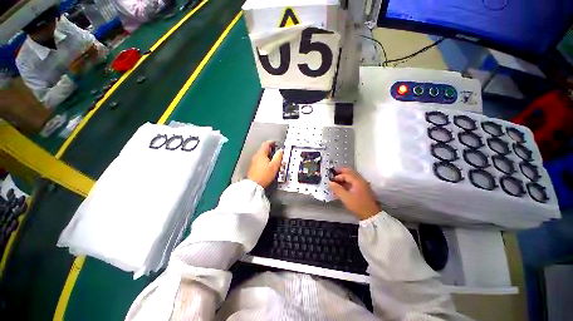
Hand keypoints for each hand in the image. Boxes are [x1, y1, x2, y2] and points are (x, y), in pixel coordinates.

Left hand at [247, 141, 283, 187]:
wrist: (254, 185)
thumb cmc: (264, 175)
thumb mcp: (274, 166)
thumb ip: (278, 157)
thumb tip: (281, 151)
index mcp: (261, 154)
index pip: (266, 144)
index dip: (271, 142)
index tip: (275, 143)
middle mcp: (256, 156)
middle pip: (263, 149)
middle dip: (270, 149)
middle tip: (275, 150)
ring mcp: (254, 161)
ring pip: (261, 154)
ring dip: (267, 154)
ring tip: (273, 158)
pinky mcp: (253, 167)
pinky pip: (259, 160)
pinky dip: (264, 159)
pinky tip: (267, 164)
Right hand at [328, 168, 380, 219]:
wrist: (371, 215)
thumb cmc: (358, 205)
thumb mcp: (345, 198)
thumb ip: (337, 189)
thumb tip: (329, 182)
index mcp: (357, 181)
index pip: (345, 174)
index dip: (337, 176)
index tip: (330, 180)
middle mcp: (361, 180)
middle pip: (350, 172)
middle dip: (341, 172)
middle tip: (333, 173)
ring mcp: (363, 184)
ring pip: (352, 176)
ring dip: (344, 176)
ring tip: (336, 179)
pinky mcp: (363, 189)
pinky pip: (354, 181)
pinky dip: (347, 181)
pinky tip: (342, 185)